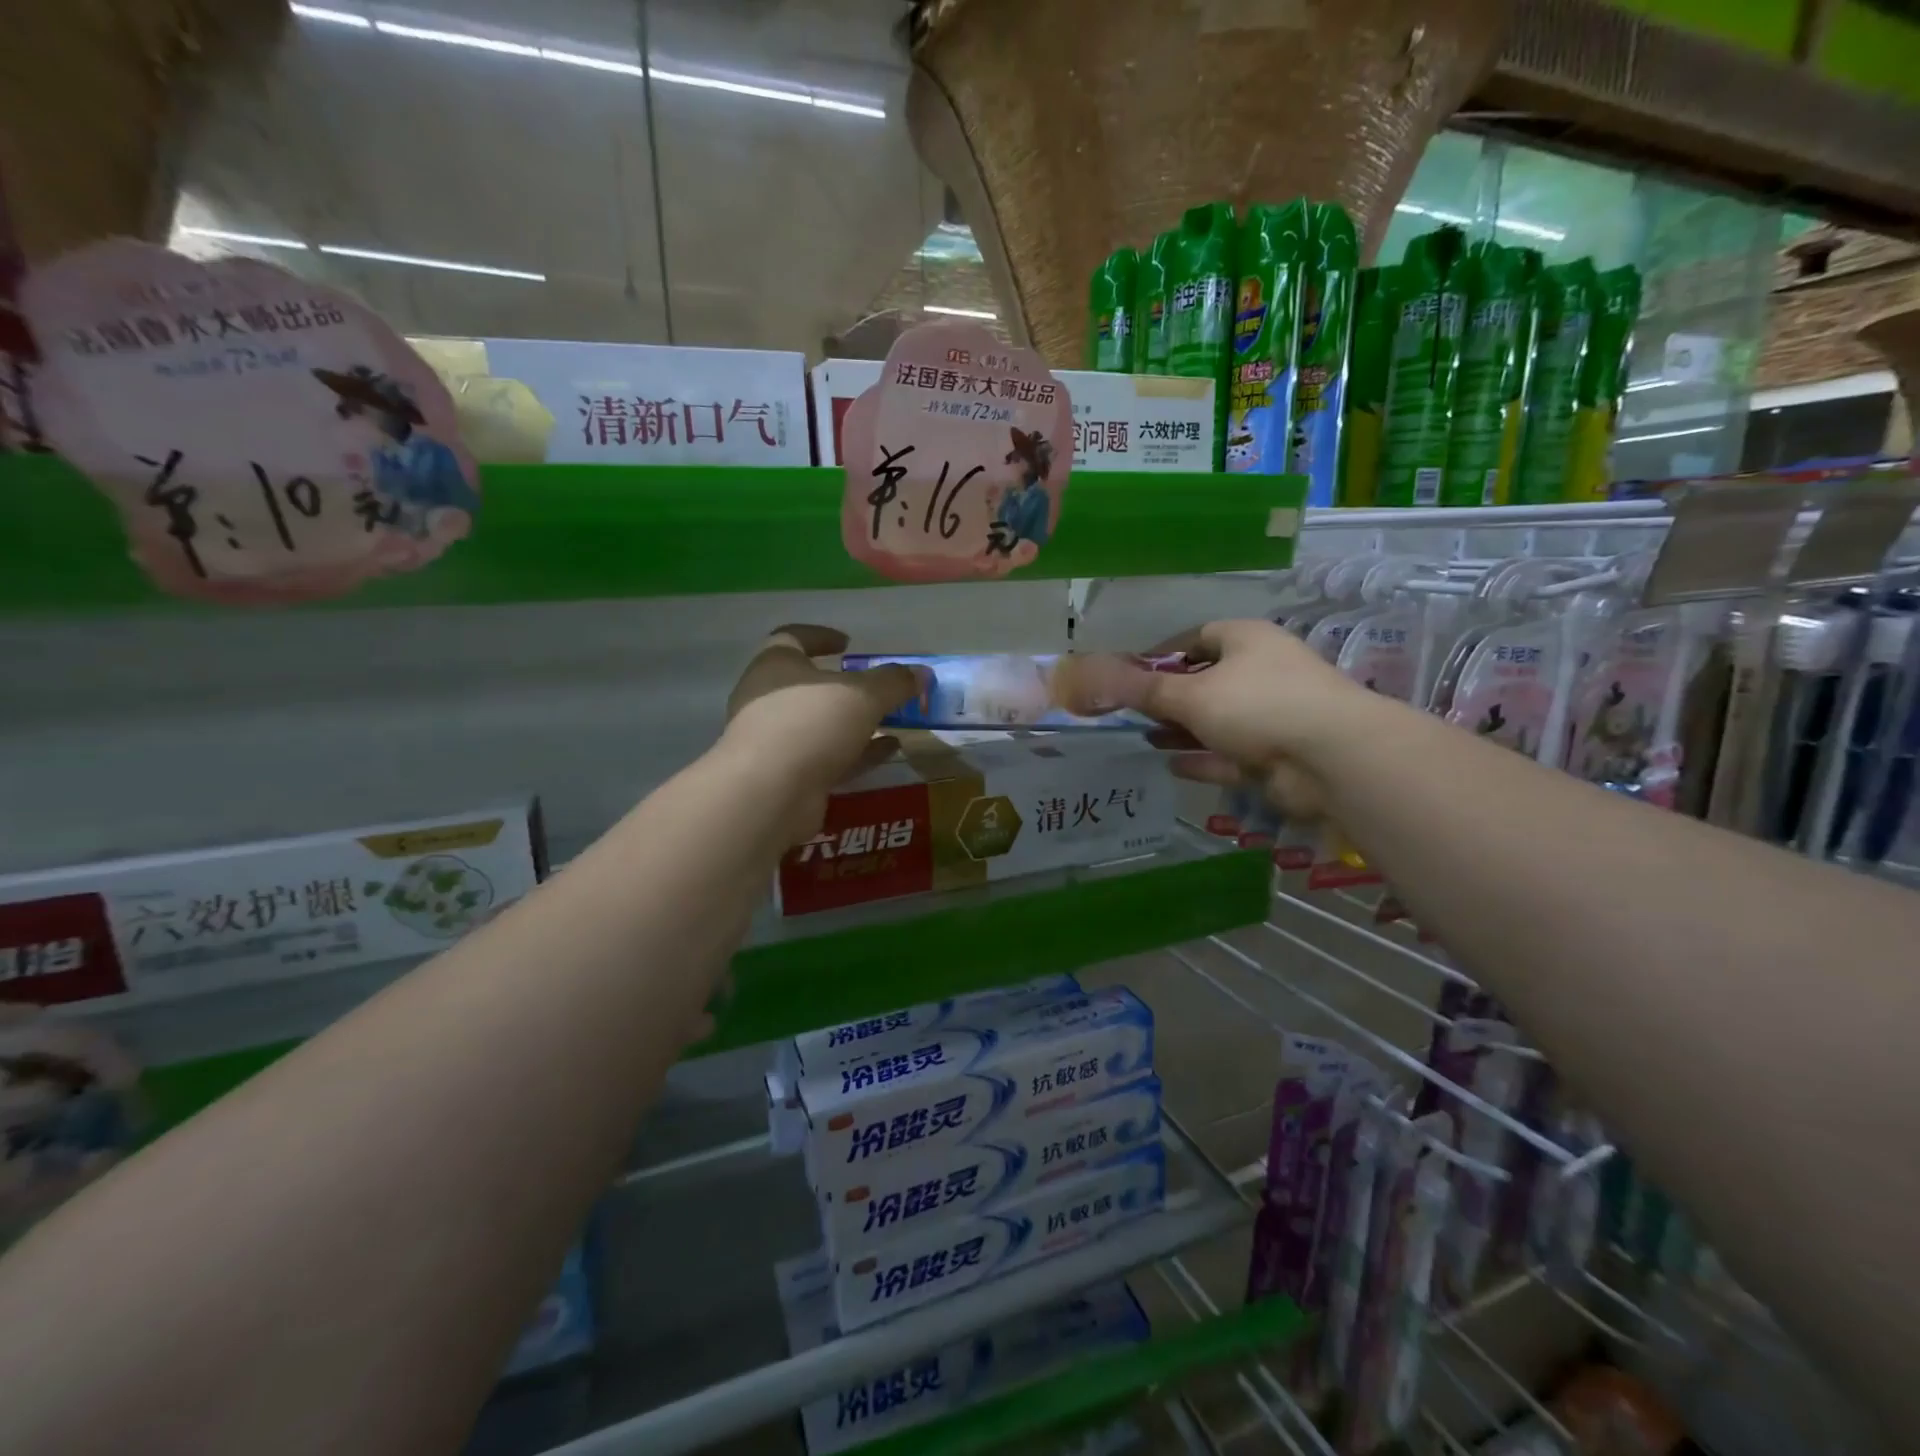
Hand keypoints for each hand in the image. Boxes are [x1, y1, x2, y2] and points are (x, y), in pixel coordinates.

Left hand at [721, 625, 921, 801]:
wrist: (769, 794)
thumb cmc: (810, 724)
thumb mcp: (862, 695)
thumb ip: (894, 682)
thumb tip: (922, 673)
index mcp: (775, 665)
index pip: (792, 637)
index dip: (821, 636)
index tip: (848, 644)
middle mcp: (767, 699)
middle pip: (808, 685)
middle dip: (845, 686)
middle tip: (876, 688)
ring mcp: (774, 740)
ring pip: (820, 724)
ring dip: (854, 722)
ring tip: (893, 721)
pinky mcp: (786, 775)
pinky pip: (826, 756)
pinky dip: (857, 752)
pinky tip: (889, 751)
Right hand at [1055, 620, 1374, 815]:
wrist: (1331, 758)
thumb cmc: (1257, 705)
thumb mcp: (1191, 694)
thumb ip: (1143, 690)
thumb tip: (1093, 675)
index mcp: (1245, 640)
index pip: (1196, 637)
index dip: (1161, 654)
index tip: (1129, 675)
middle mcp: (1261, 672)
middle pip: (1205, 681)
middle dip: (1168, 697)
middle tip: (1130, 712)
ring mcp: (1271, 715)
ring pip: (1216, 720)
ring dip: (1182, 730)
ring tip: (1144, 738)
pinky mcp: (1276, 755)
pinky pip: (1230, 754)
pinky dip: (1202, 759)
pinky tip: (1170, 766)